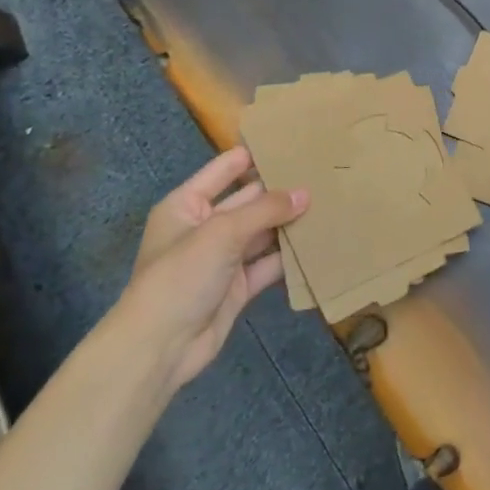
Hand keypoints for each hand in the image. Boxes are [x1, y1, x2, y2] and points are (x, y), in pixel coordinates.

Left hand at [115, 147, 307, 392]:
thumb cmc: (181, 275)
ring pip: (262, 233)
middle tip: (323, 174)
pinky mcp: (238, 286)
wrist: (159, 347)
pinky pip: (269, 264)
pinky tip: (319, 243)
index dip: (255, 155)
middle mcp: (205, 227)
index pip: (225, 169)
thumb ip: (266, 210)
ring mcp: (222, 258)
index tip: (293, 142)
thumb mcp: (222, 233)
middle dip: (281, 190)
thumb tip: (305, 193)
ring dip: (289, 223)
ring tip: (330, 203)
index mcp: (188, 204)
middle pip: (249, 200)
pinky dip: (290, 257)